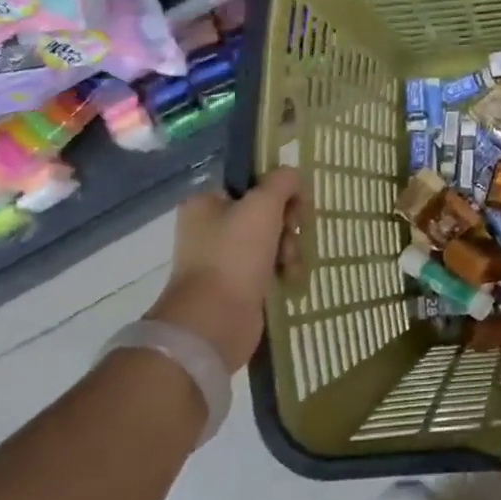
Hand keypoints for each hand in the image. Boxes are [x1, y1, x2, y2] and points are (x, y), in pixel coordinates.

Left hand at [147, 169, 300, 371]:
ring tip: (290, 265)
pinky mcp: (234, 286)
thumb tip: (294, 178)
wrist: (214, 321)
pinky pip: (267, 267)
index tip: (295, 207)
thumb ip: (283, 181)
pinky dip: (282, 270)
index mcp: (205, 203)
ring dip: (288, 249)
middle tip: (291, 236)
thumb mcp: (263, 204)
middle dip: (286, 225)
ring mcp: (221, 259)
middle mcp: (209, 228)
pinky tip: (290, 278)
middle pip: (264, 213)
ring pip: (270, 240)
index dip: (279, 192)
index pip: (252, 183)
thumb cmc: (235, 255)